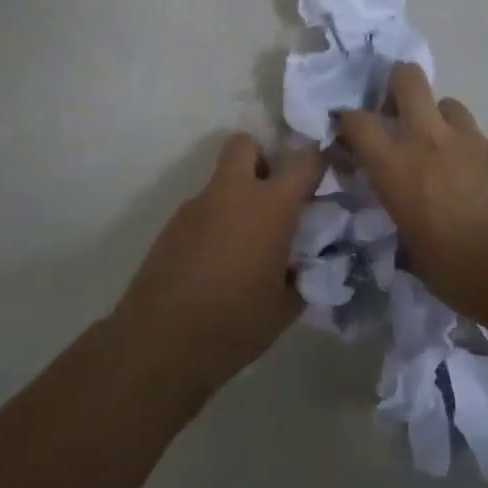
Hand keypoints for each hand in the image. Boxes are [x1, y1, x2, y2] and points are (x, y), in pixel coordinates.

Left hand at [115, 133, 325, 393]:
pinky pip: (203, 210)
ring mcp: (196, 206)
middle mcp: (232, 193)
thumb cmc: (235, 323)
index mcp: (270, 206)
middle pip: (245, 144)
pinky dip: (215, 223)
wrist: (160, 343)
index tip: (326, 173)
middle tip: (273, 195)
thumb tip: (305, 263)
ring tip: (245, 245)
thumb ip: (302, 273)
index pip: (304, 161)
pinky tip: (216, 263)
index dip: (319, 160)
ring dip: (236, 197)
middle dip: (262, 158)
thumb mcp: (286, 305)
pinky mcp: (171, 226)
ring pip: (221, 180)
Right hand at [337, 63, 487, 320]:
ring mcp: (469, 140)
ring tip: (442, 148)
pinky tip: (476, 178)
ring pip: (447, 103)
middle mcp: (428, 140)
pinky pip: (477, 137)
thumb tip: (405, 220)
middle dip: (397, 84)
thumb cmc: (460, 271)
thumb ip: (403, 221)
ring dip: (439, 119)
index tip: (348, 139)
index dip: (347, 123)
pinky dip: (469, 149)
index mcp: (396, 167)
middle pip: (407, 78)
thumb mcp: (414, 252)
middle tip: (397, 112)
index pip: (356, 121)